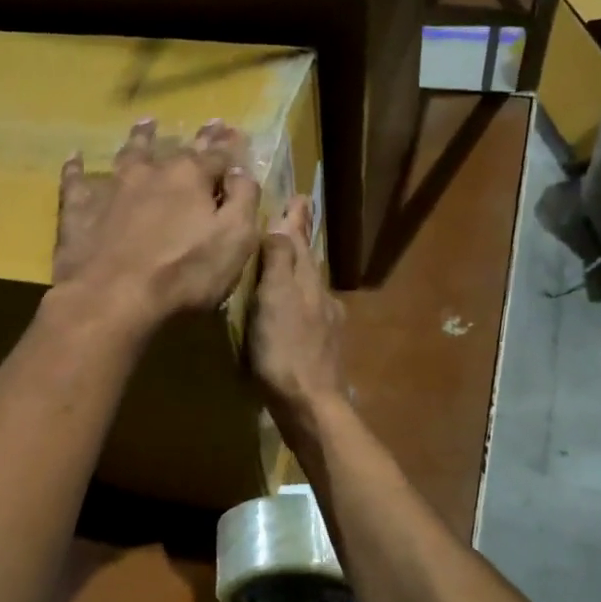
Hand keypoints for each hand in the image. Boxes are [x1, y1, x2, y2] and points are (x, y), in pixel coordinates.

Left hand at [52, 118, 260, 332]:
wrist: (112, 297)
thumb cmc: (184, 275)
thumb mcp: (235, 241)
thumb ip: (243, 201)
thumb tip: (240, 171)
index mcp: (191, 178)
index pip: (217, 155)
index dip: (229, 146)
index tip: (236, 132)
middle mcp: (151, 172)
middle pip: (176, 150)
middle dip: (195, 138)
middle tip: (207, 124)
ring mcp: (111, 188)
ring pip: (128, 154)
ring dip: (140, 138)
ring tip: (146, 124)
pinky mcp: (79, 210)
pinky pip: (76, 181)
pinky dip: (77, 169)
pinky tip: (75, 158)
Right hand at [251, 195, 346, 430]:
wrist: (310, 405)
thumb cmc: (285, 351)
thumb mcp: (274, 300)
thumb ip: (279, 262)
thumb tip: (281, 224)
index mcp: (308, 282)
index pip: (302, 241)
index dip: (297, 220)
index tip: (300, 196)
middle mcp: (322, 298)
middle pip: (309, 262)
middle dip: (299, 241)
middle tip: (292, 220)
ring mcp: (326, 325)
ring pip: (310, 287)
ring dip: (299, 270)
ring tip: (284, 261)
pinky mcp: (322, 349)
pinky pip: (309, 312)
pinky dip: (298, 300)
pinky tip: (291, 311)